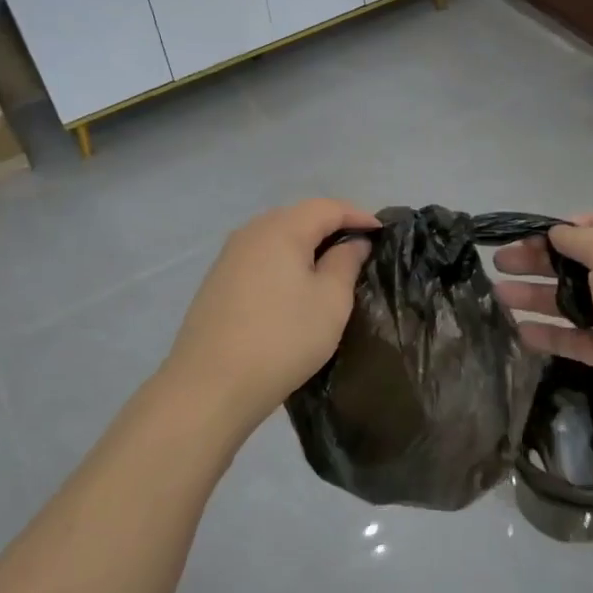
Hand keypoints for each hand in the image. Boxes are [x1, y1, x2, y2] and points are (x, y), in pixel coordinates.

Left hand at [159, 198, 378, 433]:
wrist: (210, 385)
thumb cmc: (282, 339)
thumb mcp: (330, 301)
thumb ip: (345, 263)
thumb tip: (353, 242)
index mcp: (281, 229)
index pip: (327, 207)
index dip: (358, 215)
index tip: (382, 232)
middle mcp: (251, 232)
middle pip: (299, 216)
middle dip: (331, 227)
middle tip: (358, 249)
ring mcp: (229, 256)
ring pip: (277, 236)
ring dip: (306, 245)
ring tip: (330, 267)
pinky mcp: (218, 280)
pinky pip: (260, 257)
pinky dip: (284, 261)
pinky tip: (293, 286)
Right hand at [494, 213, 592, 433]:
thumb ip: (578, 239)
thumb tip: (556, 232)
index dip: (558, 229)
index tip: (525, 235)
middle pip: (574, 264)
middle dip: (536, 261)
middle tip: (500, 263)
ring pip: (570, 301)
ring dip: (534, 296)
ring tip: (498, 295)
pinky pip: (574, 339)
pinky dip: (549, 335)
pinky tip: (520, 331)